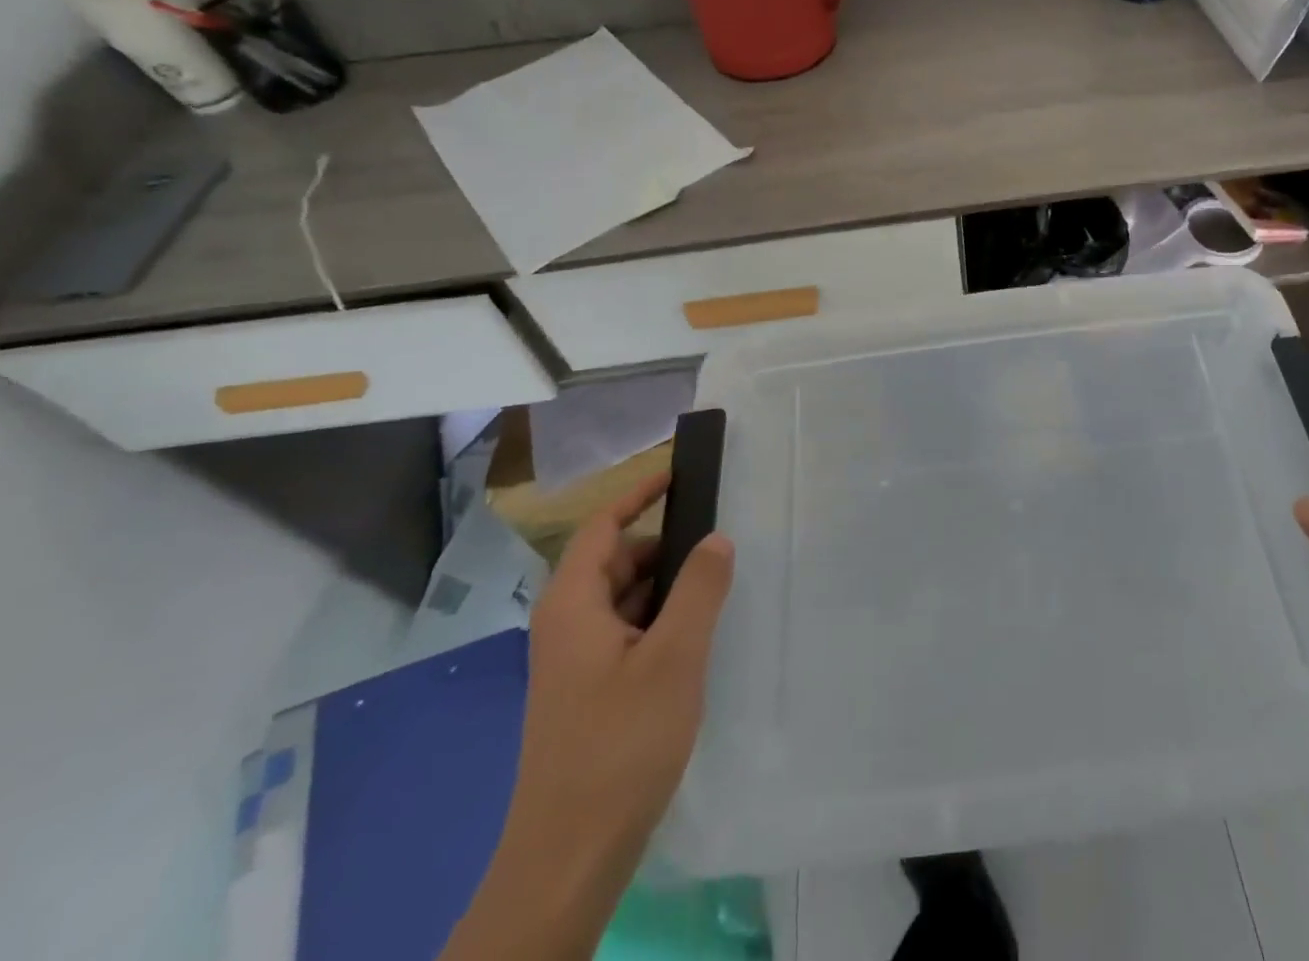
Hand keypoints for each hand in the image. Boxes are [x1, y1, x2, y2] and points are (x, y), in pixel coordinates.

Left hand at [508, 470, 734, 882]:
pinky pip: (626, 633)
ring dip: (666, 587)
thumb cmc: (620, 742)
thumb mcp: (674, 657)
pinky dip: (659, 621)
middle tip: (719, 540)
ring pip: (624, 600)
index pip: (603, 526)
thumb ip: (699, 588)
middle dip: (665, 546)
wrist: (569, 856)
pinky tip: (696, 638)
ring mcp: (574, 662)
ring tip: (718, 585)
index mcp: (572, 604)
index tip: (680, 474)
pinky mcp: (588, 692)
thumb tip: (716, 537)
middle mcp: (565, 624)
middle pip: (616, 561)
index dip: (639, 494)